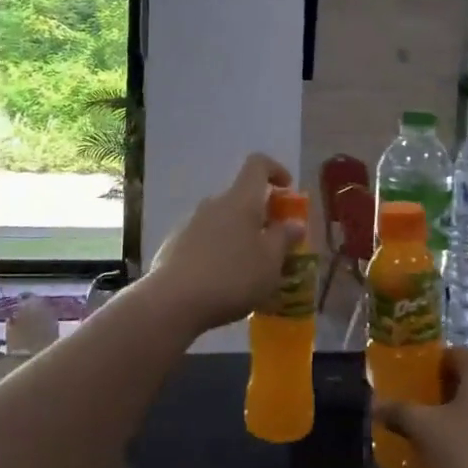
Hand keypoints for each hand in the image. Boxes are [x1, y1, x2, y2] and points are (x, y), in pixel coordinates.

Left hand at [146, 153, 304, 331]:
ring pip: (223, 222)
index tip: (288, 191)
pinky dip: (219, 252)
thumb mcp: (271, 262)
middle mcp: (214, 204)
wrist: (173, 302)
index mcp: (240, 200)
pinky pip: (205, 241)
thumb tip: (294, 223)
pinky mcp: (174, 245)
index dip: (276, 170)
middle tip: (274, 244)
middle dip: (260, 215)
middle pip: (241, 197)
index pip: (258, 165)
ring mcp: (190, 224)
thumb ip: (284, 238)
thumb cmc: (232, 277)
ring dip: (239, 237)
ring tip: (250, 271)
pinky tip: (223, 283)